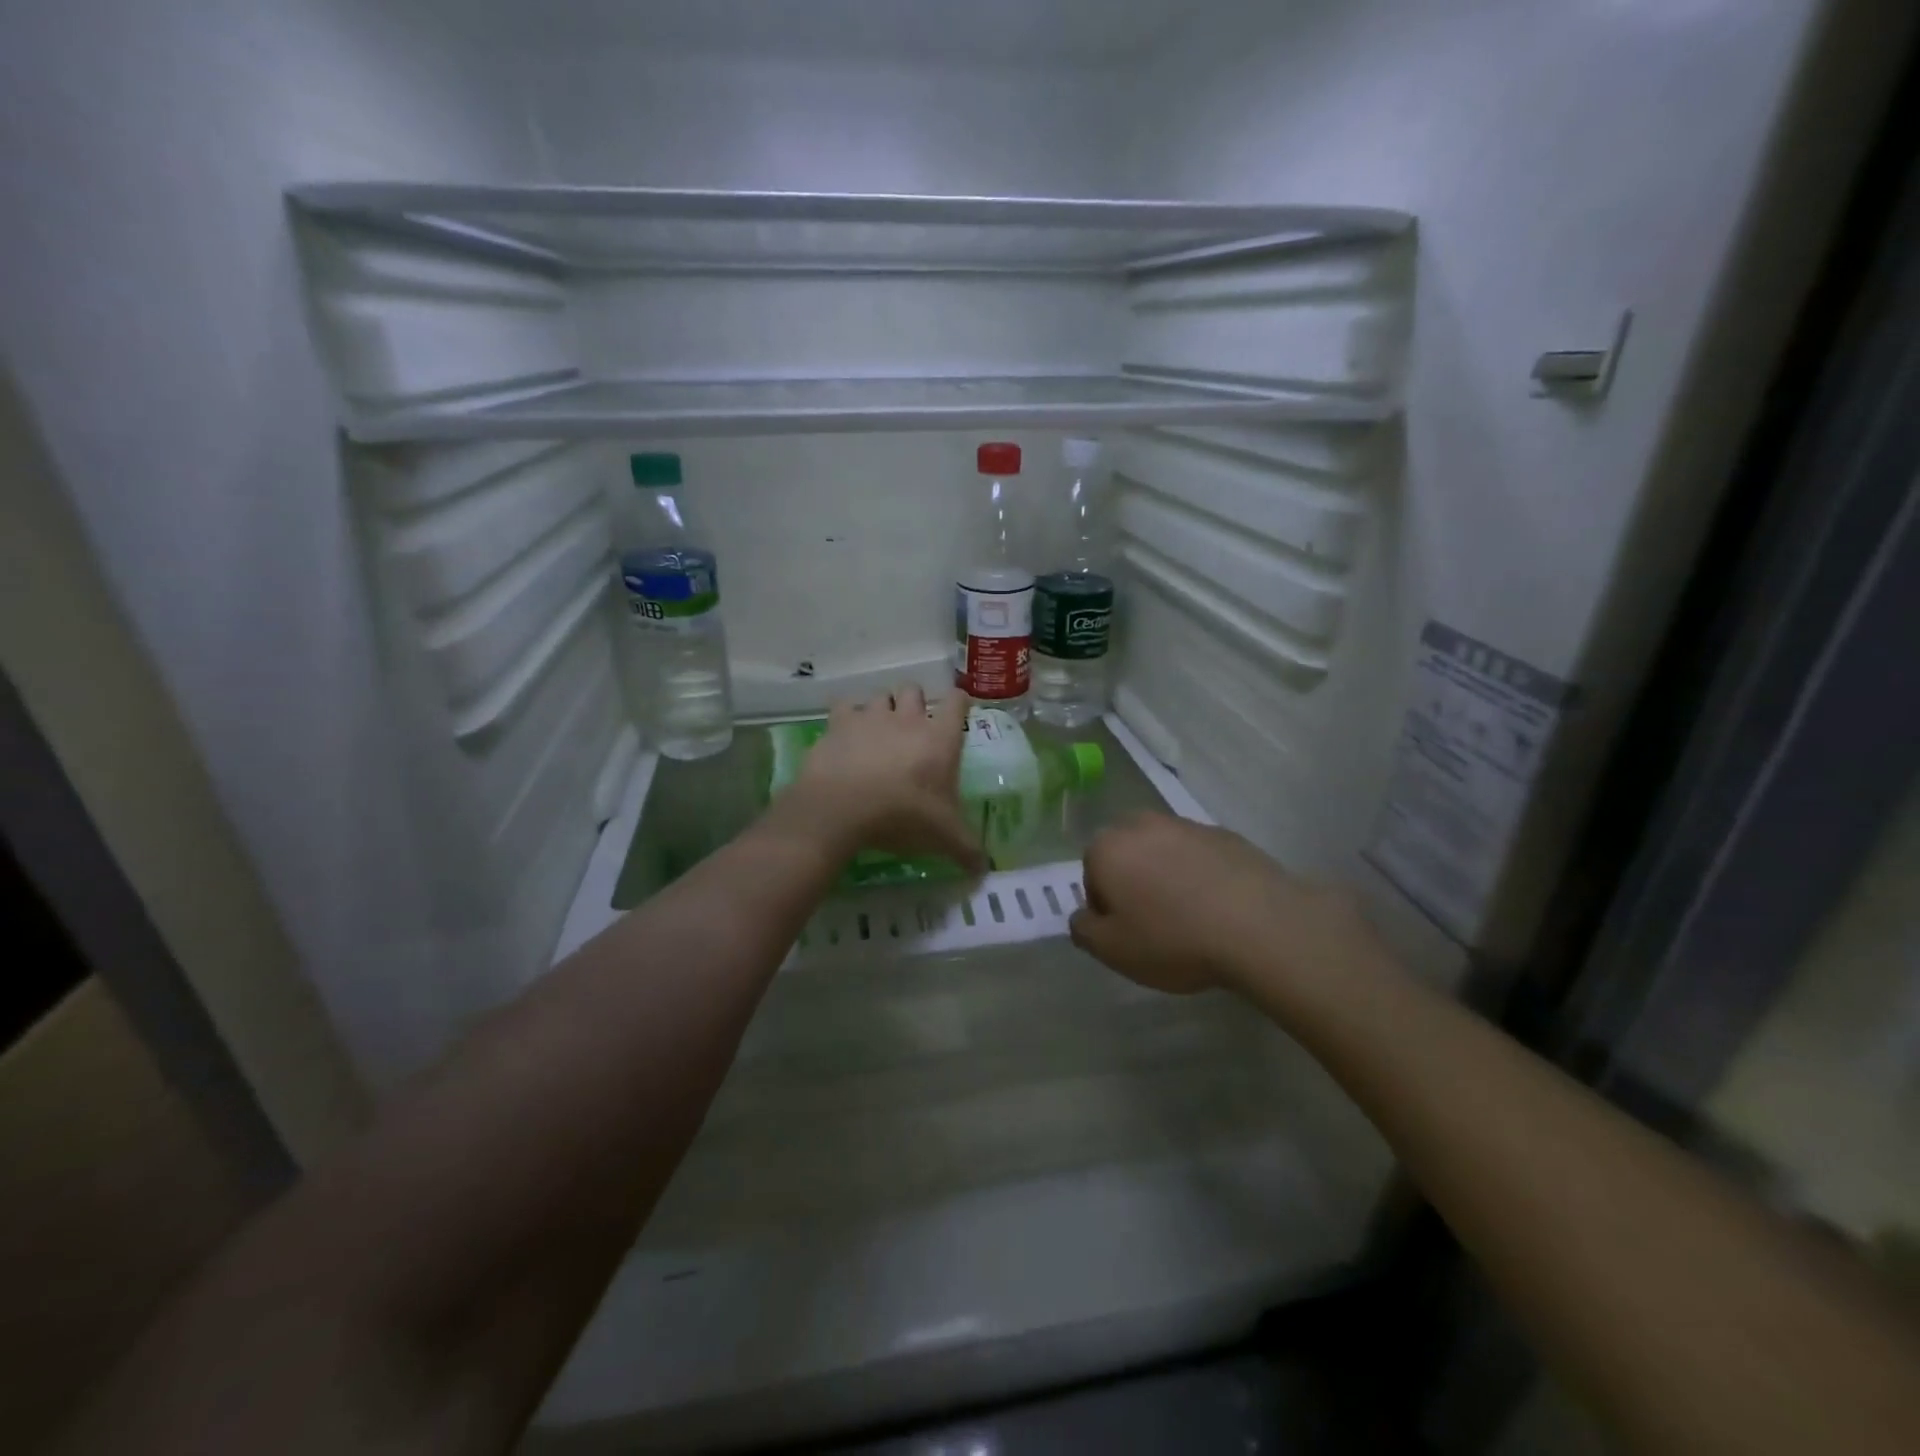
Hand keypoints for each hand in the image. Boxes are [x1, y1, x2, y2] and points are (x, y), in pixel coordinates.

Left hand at [769, 685, 985, 873]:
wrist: (843, 808)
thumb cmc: (903, 816)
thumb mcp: (943, 837)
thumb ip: (967, 850)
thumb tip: (984, 870)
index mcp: (939, 738)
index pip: (956, 702)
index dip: (959, 701)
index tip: (958, 707)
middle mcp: (907, 718)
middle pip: (914, 690)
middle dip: (915, 701)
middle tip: (913, 724)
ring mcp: (871, 717)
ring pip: (880, 695)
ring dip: (882, 707)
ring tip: (878, 729)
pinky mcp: (839, 723)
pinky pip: (844, 705)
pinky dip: (846, 715)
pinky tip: (846, 733)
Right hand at [1069, 813, 1380, 996]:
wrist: (1259, 924)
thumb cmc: (1173, 938)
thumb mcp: (1113, 951)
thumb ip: (1083, 931)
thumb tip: (1083, 917)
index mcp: (1107, 847)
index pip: (1091, 876)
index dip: (1106, 908)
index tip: (1128, 934)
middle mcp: (1141, 824)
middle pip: (1126, 855)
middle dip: (1133, 883)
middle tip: (1155, 923)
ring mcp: (1186, 825)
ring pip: (1163, 852)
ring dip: (1167, 877)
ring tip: (1191, 918)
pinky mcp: (1225, 834)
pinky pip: (1199, 856)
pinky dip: (1201, 875)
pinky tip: (1219, 908)